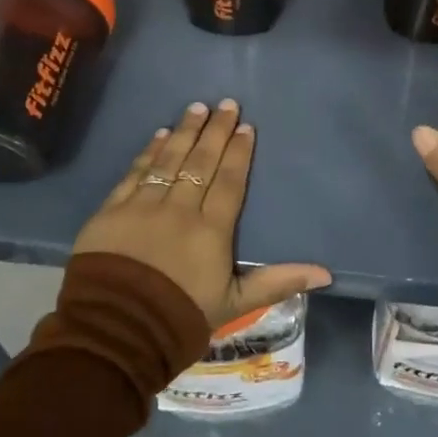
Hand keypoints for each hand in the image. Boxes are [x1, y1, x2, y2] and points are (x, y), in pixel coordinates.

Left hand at [73, 100, 331, 328]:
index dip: (238, 153)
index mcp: (211, 231)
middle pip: (201, 163)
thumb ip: (278, 282)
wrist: (113, 333)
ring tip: (196, 108)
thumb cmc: (179, 319)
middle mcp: (179, 210)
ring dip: (184, 132)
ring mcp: (142, 207)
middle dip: (215, 131)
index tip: (245, 127)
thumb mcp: (235, 304)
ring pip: (169, 161)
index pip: (229, 182)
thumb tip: (326, 273)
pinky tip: (160, 135)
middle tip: (225, 103)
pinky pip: (134, 173)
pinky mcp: (111, 211)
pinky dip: (149, 152)